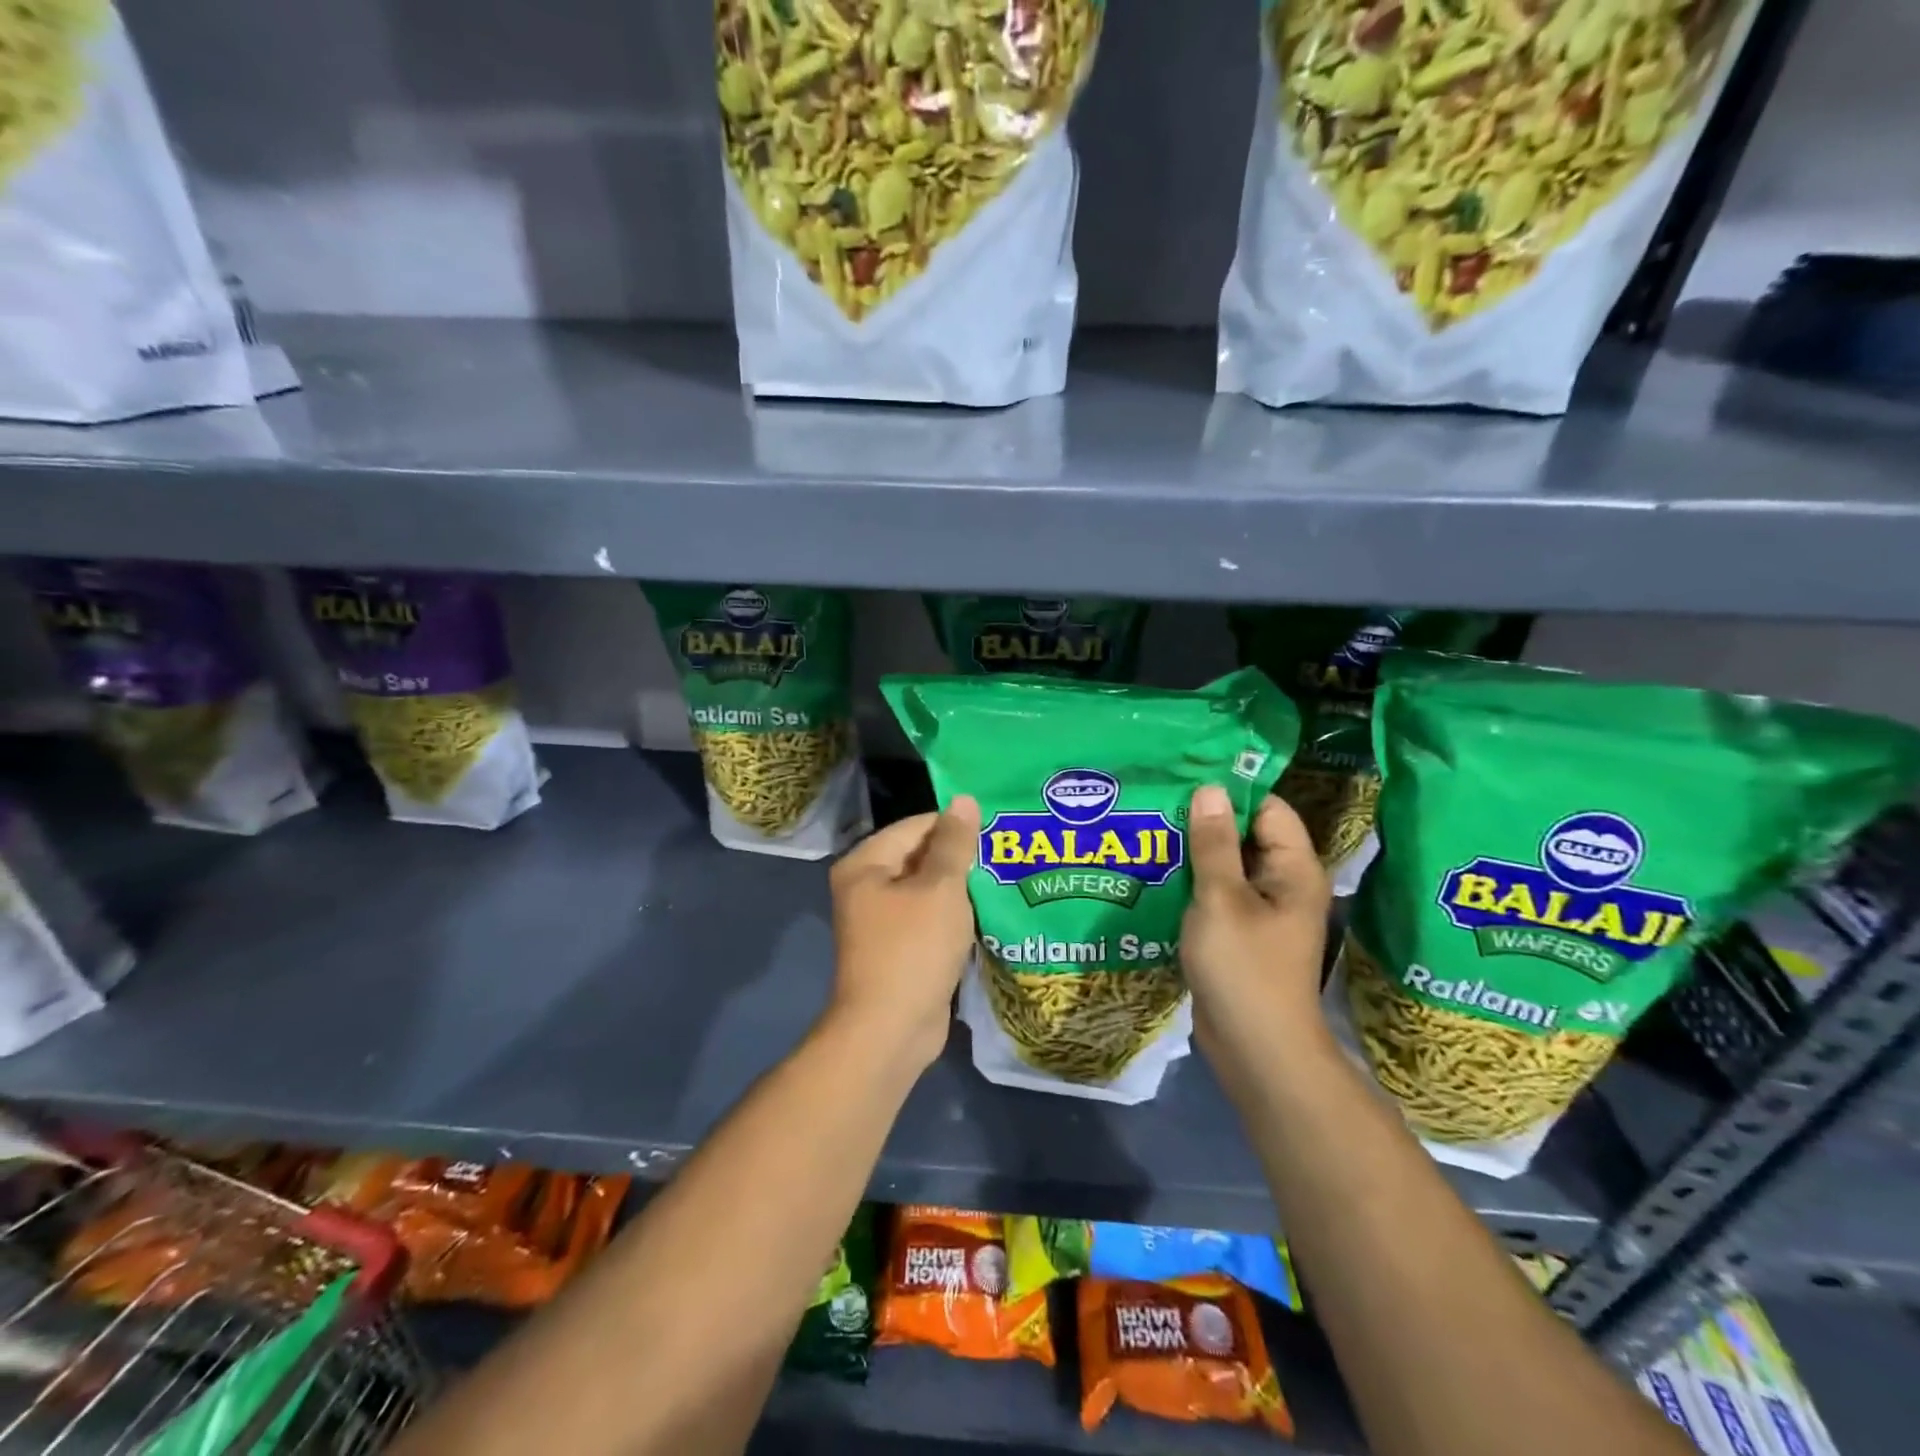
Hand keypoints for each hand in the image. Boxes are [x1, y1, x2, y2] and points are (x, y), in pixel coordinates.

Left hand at [825, 797, 981, 1071]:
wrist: (891, 1031)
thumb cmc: (913, 949)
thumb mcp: (940, 889)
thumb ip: (954, 843)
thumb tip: (964, 800)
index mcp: (866, 863)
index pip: (917, 826)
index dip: (957, 825)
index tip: (999, 828)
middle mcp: (867, 887)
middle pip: (921, 856)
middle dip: (962, 857)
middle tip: (1008, 852)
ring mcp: (882, 920)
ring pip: (929, 889)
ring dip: (962, 887)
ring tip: (1006, 877)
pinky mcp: (900, 948)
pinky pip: (931, 918)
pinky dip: (955, 915)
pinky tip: (990, 911)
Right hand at [1181, 786, 1332, 1064]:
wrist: (1255, 1049)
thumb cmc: (1243, 968)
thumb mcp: (1222, 899)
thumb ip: (1214, 843)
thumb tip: (1210, 788)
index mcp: (1293, 869)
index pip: (1267, 809)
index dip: (1230, 792)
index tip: (1184, 778)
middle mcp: (1282, 883)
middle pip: (1244, 834)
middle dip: (1203, 820)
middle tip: (1156, 802)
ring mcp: (1260, 910)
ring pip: (1225, 865)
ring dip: (1192, 852)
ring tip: (1148, 830)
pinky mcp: (1239, 932)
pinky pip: (1216, 894)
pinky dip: (1191, 882)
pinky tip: (1155, 873)